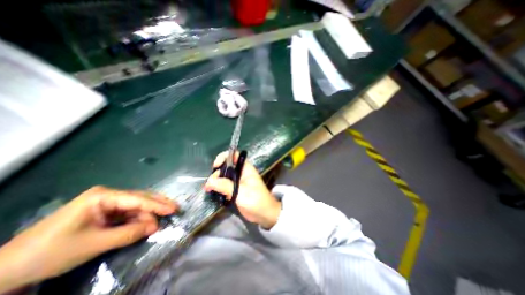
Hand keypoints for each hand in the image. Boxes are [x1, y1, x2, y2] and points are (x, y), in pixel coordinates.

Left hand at [0, 186, 176, 291]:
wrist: (6, 270)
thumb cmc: (51, 252)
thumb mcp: (95, 243)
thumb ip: (129, 233)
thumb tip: (156, 227)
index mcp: (103, 196)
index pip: (138, 199)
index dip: (157, 205)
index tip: (173, 209)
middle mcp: (108, 196)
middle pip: (140, 198)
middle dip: (157, 205)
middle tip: (174, 209)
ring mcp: (106, 204)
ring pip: (136, 206)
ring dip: (148, 214)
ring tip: (162, 221)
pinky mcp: (105, 213)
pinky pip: (128, 214)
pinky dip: (139, 219)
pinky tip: (147, 223)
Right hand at [203, 152, 283, 230]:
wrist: (263, 214)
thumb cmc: (255, 200)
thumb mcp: (241, 192)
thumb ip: (225, 186)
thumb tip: (209, 181)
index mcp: (245, 168)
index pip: (234, 156)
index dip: (224, 157)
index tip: (216, 166)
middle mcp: (240, 173)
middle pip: (226, 166)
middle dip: (217, 173)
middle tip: (209, 184)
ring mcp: (237, 181)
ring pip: (223, 176)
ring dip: (215, 181)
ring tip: (208, 189)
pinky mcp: (234, 190)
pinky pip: (224, 185)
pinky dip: (217, 188)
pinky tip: (212, 193)